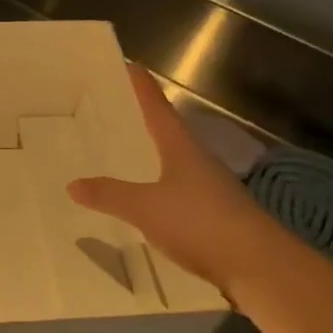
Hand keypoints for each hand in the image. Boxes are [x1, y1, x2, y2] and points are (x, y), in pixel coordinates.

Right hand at [67, 64, 277, 290]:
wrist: (260, 266)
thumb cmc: (200, 222)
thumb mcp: (145, 207)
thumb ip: (109, 194)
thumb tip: (72, 184)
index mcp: (181, 147)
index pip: (157, 107)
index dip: (141, 86)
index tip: (128, 65)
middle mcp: (199, 160)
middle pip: (169, 131)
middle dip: (145, 118)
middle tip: (118, 109)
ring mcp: (212, 188)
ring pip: (176, 162)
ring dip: (155, 153)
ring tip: (129, 152)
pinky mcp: (217, 215)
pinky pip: (182, 191)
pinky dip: (163, 186)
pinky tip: (151, 200)